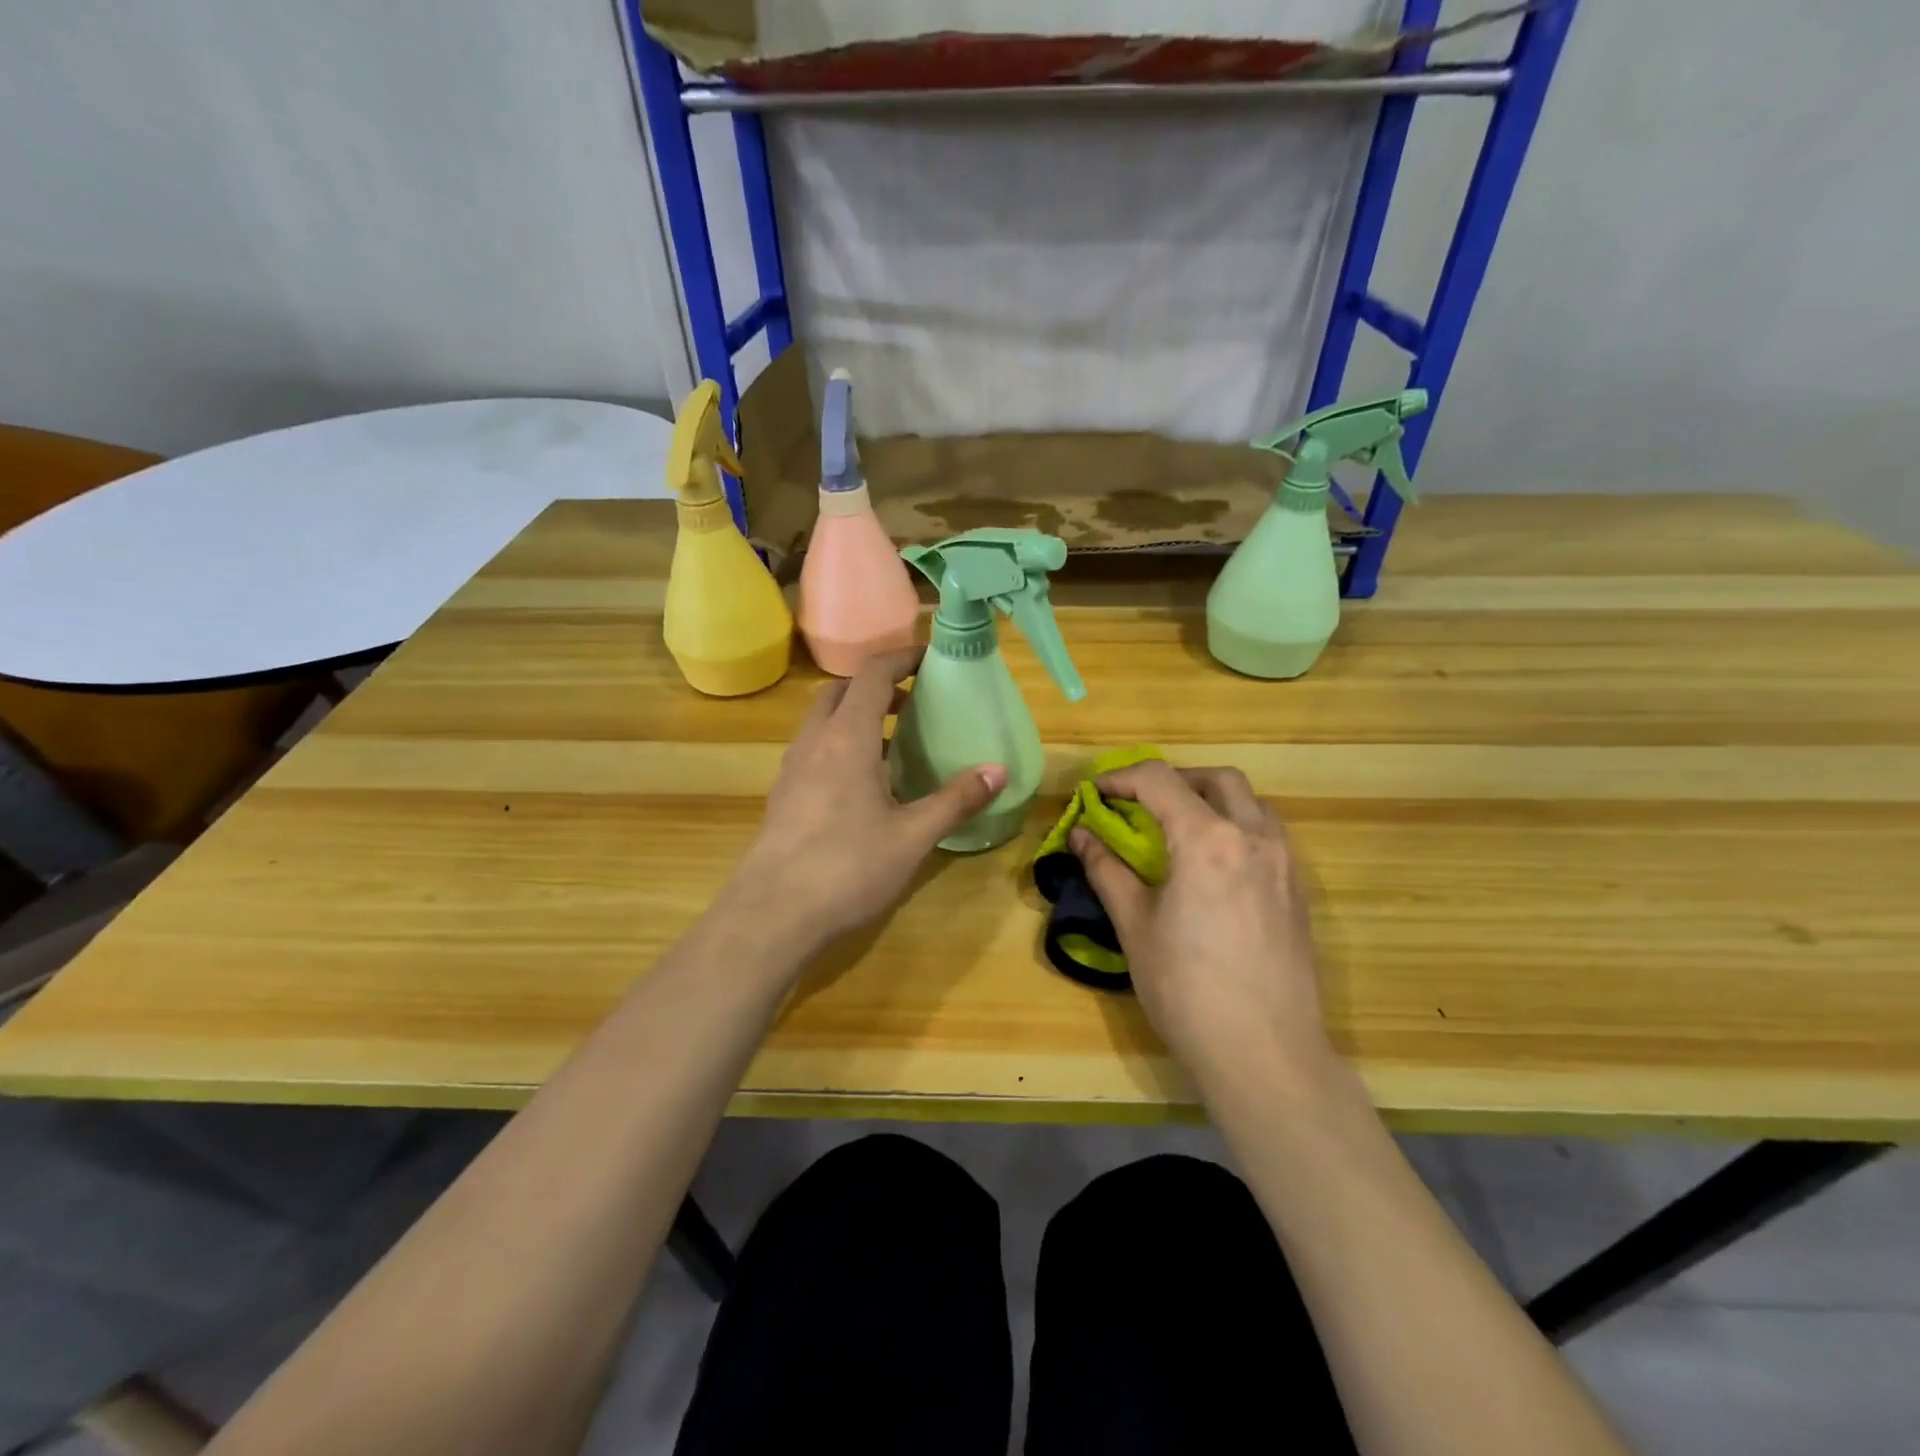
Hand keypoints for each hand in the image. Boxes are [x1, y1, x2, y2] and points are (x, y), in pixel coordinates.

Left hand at [729, 648, 1007, 952]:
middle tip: (913, 702)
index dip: (900, 658)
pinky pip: (814, 753)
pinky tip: (863, 788)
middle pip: (841, 692)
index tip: (929, 658)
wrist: (770, 916)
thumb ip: (955, 800)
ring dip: (856, 718)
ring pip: (823, 723)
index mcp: (846, 738)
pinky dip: (840, 748)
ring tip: (894, 744)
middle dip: (876, 687)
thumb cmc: (847, 868)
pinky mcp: (783, 798)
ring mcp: (792, 771)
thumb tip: (998, 770)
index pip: (871, 675)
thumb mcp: (912, 836)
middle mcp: (814, 743)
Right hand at [1070, 762, 1336, 1094]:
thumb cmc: (1187, 990)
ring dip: (1211, 800)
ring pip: (1251, 802)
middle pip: (1216, 779)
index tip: (1095, 793)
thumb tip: (1081, 836)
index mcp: (1207, 840)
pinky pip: (1268, 834)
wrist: (1266, 1055)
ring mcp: (1284, 863)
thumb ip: (1108, 871)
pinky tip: (1213, 867)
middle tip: (1142, 805)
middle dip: (1174, 780)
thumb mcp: (1136, 927)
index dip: (1121, 778)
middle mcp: (1254, 837)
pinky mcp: (1298, 891)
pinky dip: (1236, 827)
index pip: (1160, 781)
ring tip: (1179, 831)